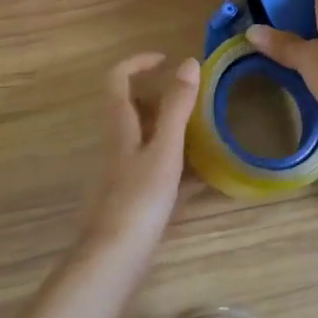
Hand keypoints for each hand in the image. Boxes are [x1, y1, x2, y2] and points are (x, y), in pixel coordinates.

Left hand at [80, 53, 200, 258]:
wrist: (113, 259)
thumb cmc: (139, 199)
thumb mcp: (165, 149)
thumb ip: (177, 107)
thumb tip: (189, 62)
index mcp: (119, 126)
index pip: (117, 79)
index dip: (139, 62)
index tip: (168, 59)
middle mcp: (116, 143)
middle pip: (131, 106)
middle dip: (160, 94)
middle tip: (195, 96)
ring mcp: (122, 171)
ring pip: (145, 136)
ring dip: (171, 127)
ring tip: (205, 130)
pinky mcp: (132, 195)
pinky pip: (155, 165)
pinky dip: (176, 161)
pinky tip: (202, 175)